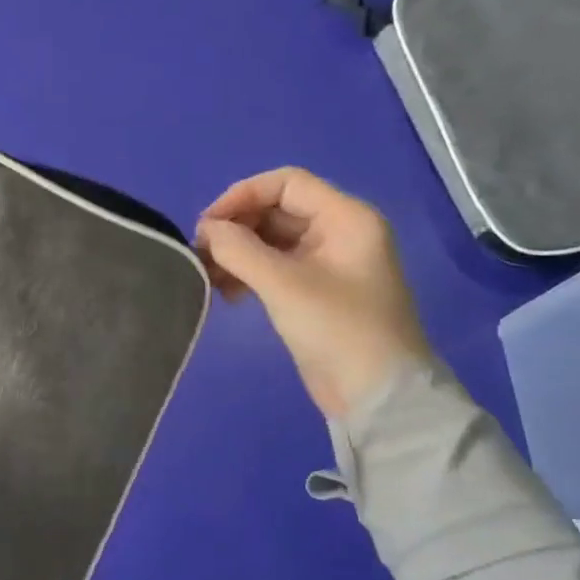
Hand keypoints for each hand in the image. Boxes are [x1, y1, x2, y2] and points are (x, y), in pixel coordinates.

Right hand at [194, 168, 431, 419]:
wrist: (378, 396)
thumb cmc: (338, 329)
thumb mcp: (283, 284)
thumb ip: (238, 248)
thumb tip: (206, 230)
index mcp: (346, 219)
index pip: (286, 183)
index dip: (242, 195)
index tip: (208, 225)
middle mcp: (339, 231)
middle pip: (275, 209)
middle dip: (235, 227)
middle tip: (201, 252)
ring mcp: (327, 262)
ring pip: (270, 238)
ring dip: (236, 251)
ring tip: (208, 275)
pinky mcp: (315, 289)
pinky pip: (274, 264)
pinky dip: (247, 271)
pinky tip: (227, 292)